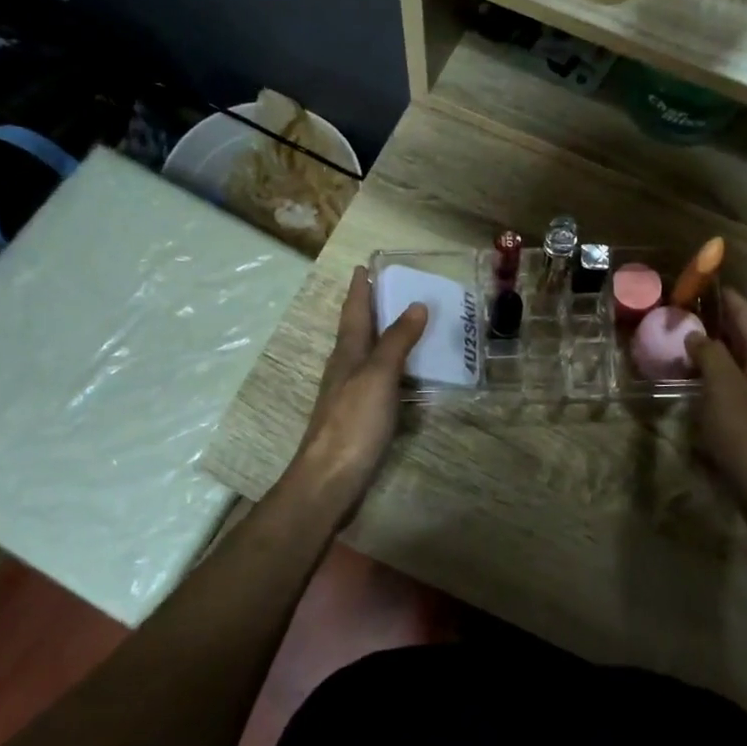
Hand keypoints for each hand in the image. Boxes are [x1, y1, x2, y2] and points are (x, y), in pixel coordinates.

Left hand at [290, 267, 425, 509]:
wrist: (330, 480)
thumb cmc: (353, 423)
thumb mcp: (378, 376)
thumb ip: (397, 341)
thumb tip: (416, 304)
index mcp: (347, 353)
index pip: (354, 311)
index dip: (359, 289)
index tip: (364, 266)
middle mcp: (345, 368)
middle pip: (358, 330)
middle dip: (372, 308)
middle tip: (393, 288)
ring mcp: (350, 394)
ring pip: (367, 355)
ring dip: (384, 336)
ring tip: (408, 323)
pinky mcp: (360, 417)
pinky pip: (379, 380)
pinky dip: (393, 367)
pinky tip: (407, 373)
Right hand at [685, 288, 746, 502]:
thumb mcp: (724, 389)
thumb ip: (710, 355)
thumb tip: (696, 333)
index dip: (726, 298)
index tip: (702, 282)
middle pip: (745, 336)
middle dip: (716, 322)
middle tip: (683, 312)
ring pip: (740, 361)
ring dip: (715, 349)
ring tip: (684, 341)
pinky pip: (736, 383)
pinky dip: (717, 373)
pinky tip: (697, 379)